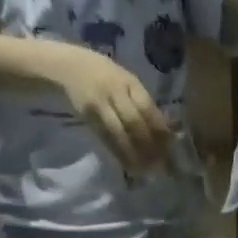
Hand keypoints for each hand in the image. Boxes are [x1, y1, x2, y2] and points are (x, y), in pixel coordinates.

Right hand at [51, 44, 171, 172]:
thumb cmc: (103, 75)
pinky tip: (129, 166)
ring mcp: (99, 104)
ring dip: (135, 154)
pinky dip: (119, 153)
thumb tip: (166, 130)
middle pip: (135, 122)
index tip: (172, 149)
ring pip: (120, 133)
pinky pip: (105, 138)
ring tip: (147, 171)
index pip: (148, 108)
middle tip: (162, 165)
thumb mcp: (124, 81)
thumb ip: (142, 102)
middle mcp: (114, 91)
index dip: (160, 130)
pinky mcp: (87, 116)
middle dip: (150, 145)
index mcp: (129, 82)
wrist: (66, 67)